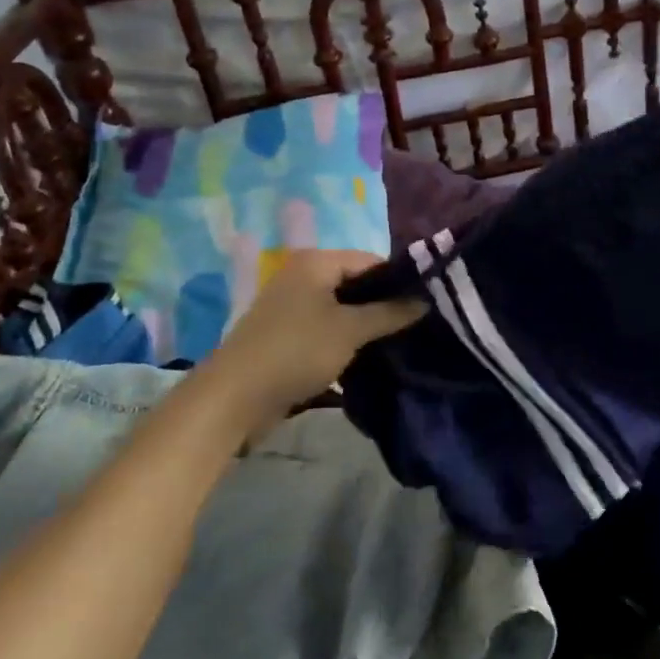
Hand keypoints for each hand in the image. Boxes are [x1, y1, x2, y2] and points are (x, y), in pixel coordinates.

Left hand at [207, 250, 424, 423]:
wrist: (235, 398)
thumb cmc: (297, 350)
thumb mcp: (350, 330)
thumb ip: (389, 312)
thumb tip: (425, 300)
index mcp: (316, 262)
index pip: (370, 260)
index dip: (398, 280)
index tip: (425, 304)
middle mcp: (302, 276)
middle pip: (355, 284)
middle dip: (383, 305)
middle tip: (416, 325)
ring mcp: (291, 306)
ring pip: (342, 309)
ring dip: (366, 326)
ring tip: (398, 343)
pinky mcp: (286, 335)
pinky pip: (326, 329)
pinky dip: (345, 340)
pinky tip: (368, 357)